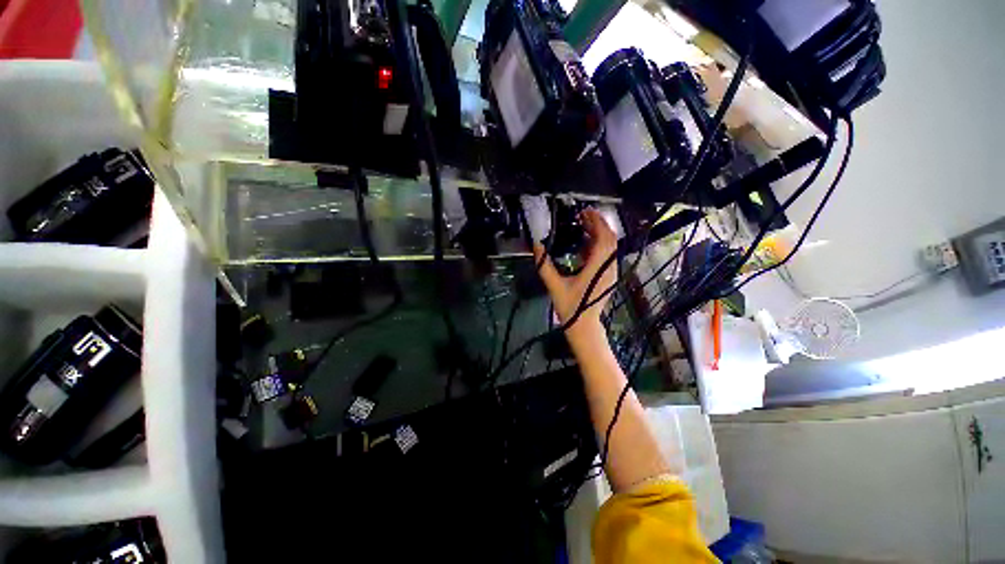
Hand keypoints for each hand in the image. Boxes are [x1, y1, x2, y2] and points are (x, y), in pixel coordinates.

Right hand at [533, 208, 617, 331]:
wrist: (584, 325)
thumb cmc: (570, 307)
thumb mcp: (554, 286)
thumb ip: (544, 265)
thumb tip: (536, 246)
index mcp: (596, 268)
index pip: (603, 238)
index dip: (596, 223)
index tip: (584, 212)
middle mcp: (608, 267)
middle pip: (609, 239)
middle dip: (598, 223)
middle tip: (582, 215)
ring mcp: (611, 272)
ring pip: (610, 246)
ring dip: (599, 233)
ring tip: (584, 225)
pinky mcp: (609, 276)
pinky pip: (607, 254)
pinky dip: (599, 244)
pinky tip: (585, 243)